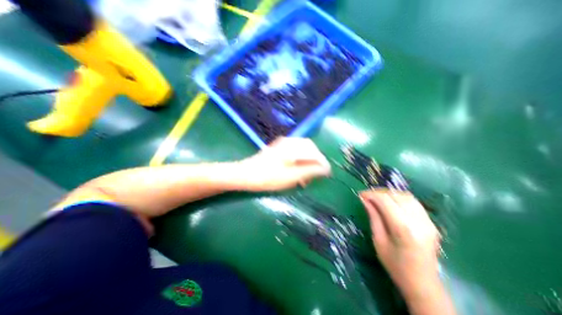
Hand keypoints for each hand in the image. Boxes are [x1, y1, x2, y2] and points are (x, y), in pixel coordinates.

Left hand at [236, 138, 329, 191]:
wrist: (245, 174)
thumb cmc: (268, 177)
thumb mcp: (292, 177)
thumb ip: (310, 171)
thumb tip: (325, 169)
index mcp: (293, 148)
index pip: (315, 153)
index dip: (322, 163)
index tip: (327, 173)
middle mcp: (289, 142)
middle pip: (310, 148)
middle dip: (315, 161)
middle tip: (316, 174)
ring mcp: (283, 144)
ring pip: (302, 149)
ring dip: (307, 161)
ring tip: (306, 175)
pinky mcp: (278, 148)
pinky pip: (294, 151)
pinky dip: (299, 160)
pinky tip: (297, 170)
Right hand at [363, 189, 440, 297]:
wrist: (423, 284)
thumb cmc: (395, 265)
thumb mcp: (378, 240)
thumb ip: (373, 217)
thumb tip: (364, 200)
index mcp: (403, 228)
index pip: (385, 200)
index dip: (371, 194)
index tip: (360, 195)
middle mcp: (418, 221)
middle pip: (396, 196)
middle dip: (378, 193)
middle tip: (367, 196)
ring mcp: (428, 221)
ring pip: (406, 196)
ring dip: (389, 194)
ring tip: (378, 198)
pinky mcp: (431, 222)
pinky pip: (413, 202)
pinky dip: (399, 198)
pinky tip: (391, 203)